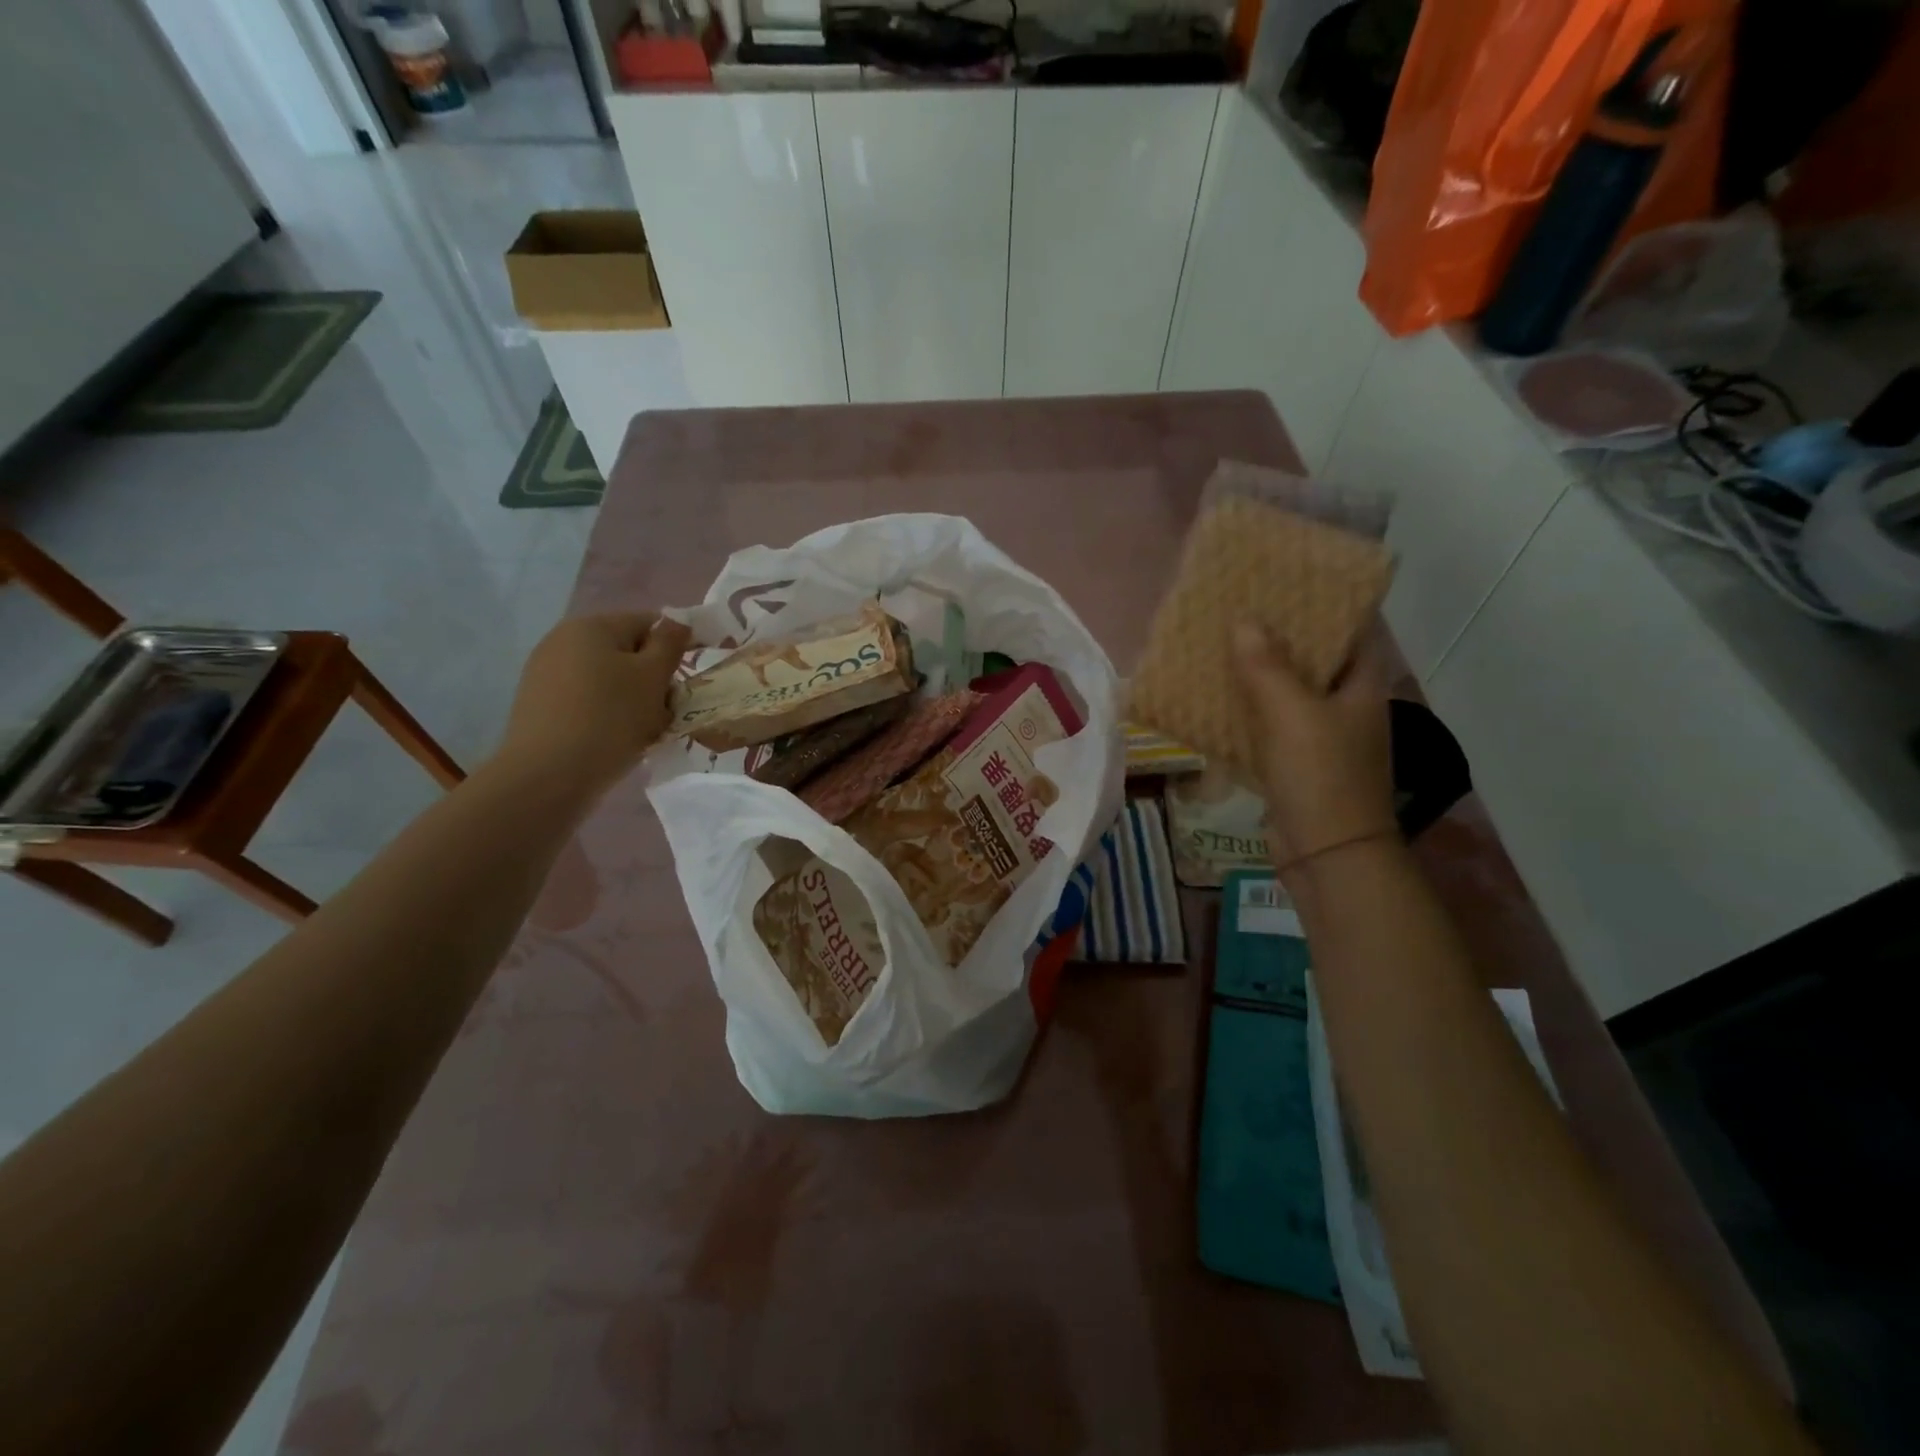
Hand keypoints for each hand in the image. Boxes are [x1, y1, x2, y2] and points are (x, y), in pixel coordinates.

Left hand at [498, 612, 691, 792]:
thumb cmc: (610, 718)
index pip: (649, 623)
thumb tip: (677, 621)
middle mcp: (563, 641)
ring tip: (645, 731)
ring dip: (634, 700)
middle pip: (628, 652)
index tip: (692, 678)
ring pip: (610, 679)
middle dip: (654, 678)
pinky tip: (616, 740)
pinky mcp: (540, 705)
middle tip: (668, 711)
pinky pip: (589, 701)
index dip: (677, 646)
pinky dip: (609, 714)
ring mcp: (546, 673)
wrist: (548, 776)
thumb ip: (670, 644)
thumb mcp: (652, 677)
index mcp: (592, 626)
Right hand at [1232, 622, 1397, 878]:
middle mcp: (1346, 708)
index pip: (1355, 630)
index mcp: (1362, 688)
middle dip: (1281, 635)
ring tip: (1219, 645)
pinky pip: (1267, 727)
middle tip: (1242, 607)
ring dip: (1257, 674)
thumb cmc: (1321, 776)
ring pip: (1286, 694)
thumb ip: (1267, 666)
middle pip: (1314, 659)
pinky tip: (1212, 700)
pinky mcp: (1294, 765)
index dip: (1328, 602)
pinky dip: (1244, 712)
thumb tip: (1245, 621)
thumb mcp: (1292, 714)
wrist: (1327, 856)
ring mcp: (1321, 739)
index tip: (1291, 580)